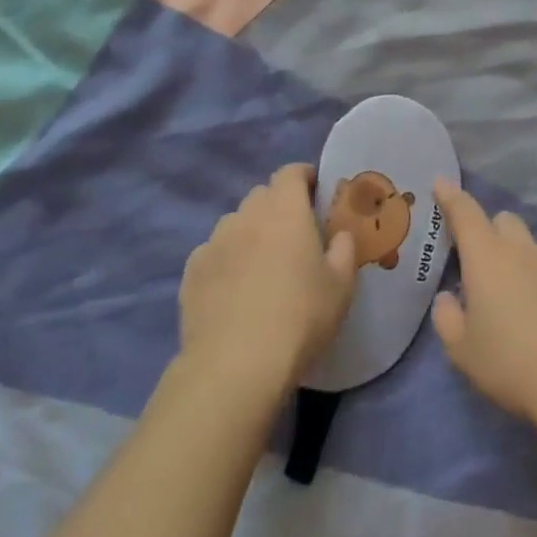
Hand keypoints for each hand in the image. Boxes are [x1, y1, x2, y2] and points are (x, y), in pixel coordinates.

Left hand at [179, 164, 356, 398]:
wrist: (236, 364)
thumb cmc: (300, 317)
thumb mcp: (341, 285)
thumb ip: (344, 249)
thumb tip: (340, 234)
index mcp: (285, 210)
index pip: (290, 172)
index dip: (304, 177)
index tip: (316, 193)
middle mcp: (246, 216)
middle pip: (262, 195)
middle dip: (278, 205)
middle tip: (295, 234)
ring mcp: (214, 242)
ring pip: (235, 223)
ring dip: (250, 232)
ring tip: (262, 264)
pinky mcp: (191, 272)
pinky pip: (213, 252)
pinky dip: (226, 259)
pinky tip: (234, 289)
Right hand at [430, 181, 536, 427]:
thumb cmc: (511, 363)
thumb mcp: (463, 351)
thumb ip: (448, 318)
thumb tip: (449, 300)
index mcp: (487, 258)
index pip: (466, 213)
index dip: (451, 196)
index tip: (441, 183)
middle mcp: (523, 251)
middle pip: (504, 221)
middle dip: (489, 231)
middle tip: (480, 264)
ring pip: (531, 247)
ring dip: (517, 260)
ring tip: (514, 301)